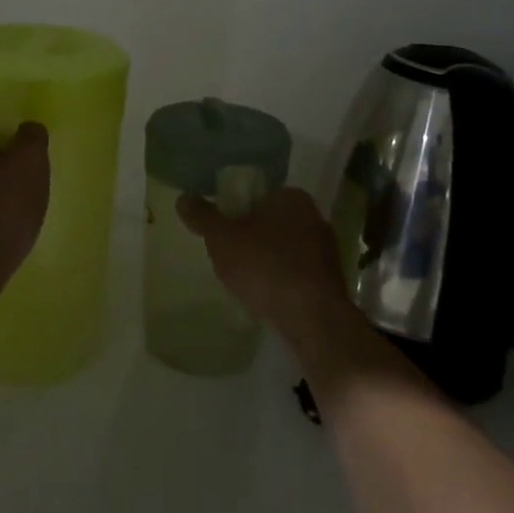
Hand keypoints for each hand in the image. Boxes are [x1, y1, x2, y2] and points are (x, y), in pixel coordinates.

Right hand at [178, 186, 353, 347]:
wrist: (312, 318)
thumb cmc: (265, 266)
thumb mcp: (222, 238)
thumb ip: (203, 217)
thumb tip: (183, 198)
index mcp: (291, 196)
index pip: (257, 195)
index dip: (235, 211)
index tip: (220, 232)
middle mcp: (313, 216)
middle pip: (270, 221)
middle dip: (251, 237)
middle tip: (228, 257)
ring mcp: (326, 250)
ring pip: (284, 248)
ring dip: (266, 261)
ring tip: (245, 281)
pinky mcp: (330, 281)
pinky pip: (296, 274)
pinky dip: (281, 281)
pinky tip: (267, 298)